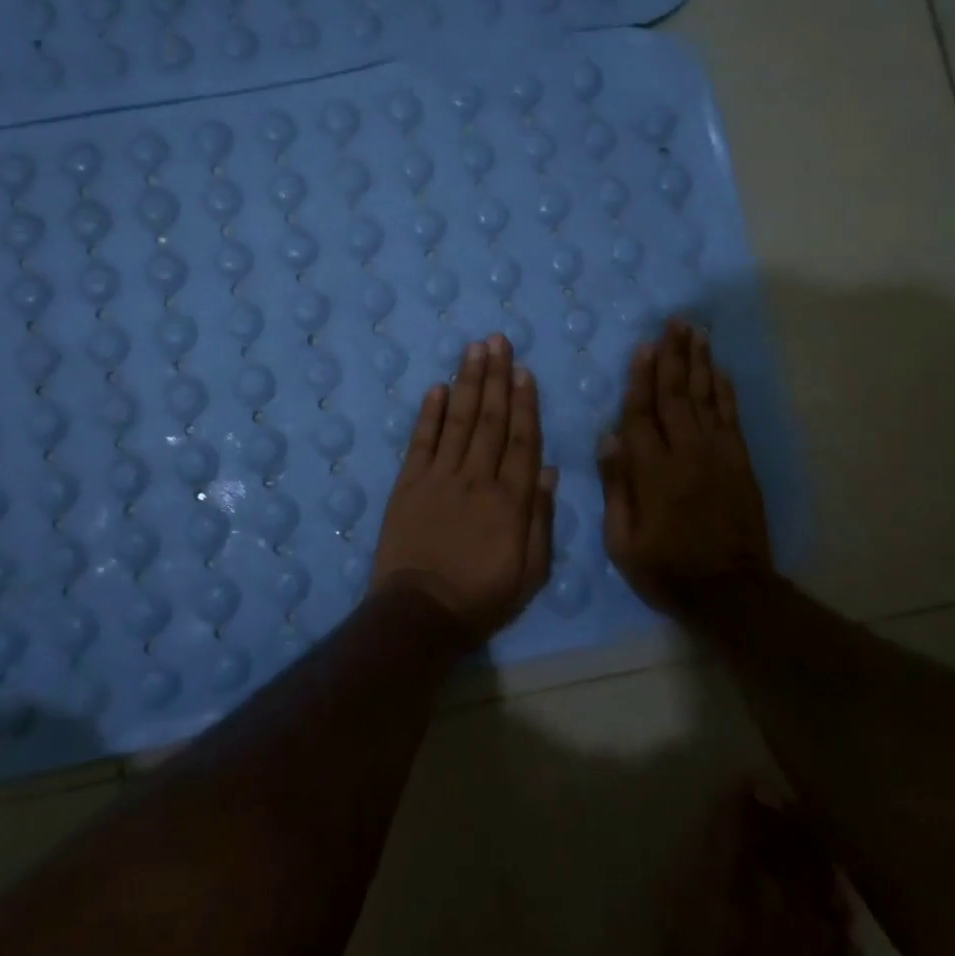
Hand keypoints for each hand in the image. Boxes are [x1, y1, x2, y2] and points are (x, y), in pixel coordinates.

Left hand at [370, 333, 556, 641]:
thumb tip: (546, 470)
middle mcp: (477, 478)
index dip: (524, 403)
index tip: (525, 372)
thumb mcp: (530, 572)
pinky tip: (437, 387)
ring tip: (474, 349)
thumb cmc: (482, 598)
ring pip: (459, 420)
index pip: (521, 440)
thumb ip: (540, 519)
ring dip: (468, 382)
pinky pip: (421, 441)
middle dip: (496, 378)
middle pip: (490, 420)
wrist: (420, 613)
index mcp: (510, 500)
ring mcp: (439, 477)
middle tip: (498, 341)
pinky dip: (429, 412)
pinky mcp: (408, 484)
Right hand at [598, 318, 772, 615]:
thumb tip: (608, 437)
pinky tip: (719, 370)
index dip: (640, 378)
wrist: (729, 591)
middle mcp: (686, 453)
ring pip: (706, 398)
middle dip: (673, 356)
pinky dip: (724, 390)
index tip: (642, 346)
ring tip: (695, 332)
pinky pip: (730, 416)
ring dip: (700, 362)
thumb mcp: (622, 540)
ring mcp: (717, 455)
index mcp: (652, 471)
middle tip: (673, 322)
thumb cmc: (665, 568)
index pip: (641, 414)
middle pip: (676, 394)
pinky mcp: (740, 462)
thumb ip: (616, 486)